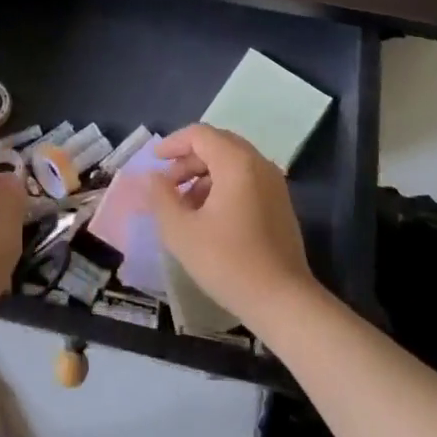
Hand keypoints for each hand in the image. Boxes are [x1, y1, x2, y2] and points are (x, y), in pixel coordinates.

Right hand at [138, 124, 317, 325]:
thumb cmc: (229, 263)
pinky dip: (223, 185)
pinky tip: (209, 217)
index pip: (200, 134)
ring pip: (232, 162)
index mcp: (237, 162)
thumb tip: (153, 177)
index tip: (154, 160)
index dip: (173, 143)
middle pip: (217, 144)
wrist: (284, 302)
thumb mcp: (182, 232)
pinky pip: (246, 179)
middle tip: (167, 184)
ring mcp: (274, 183)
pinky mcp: (280, 203)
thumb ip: (161, 198)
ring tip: (184, 205)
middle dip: (188, 160)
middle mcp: (258, 164)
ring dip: (204, 175)